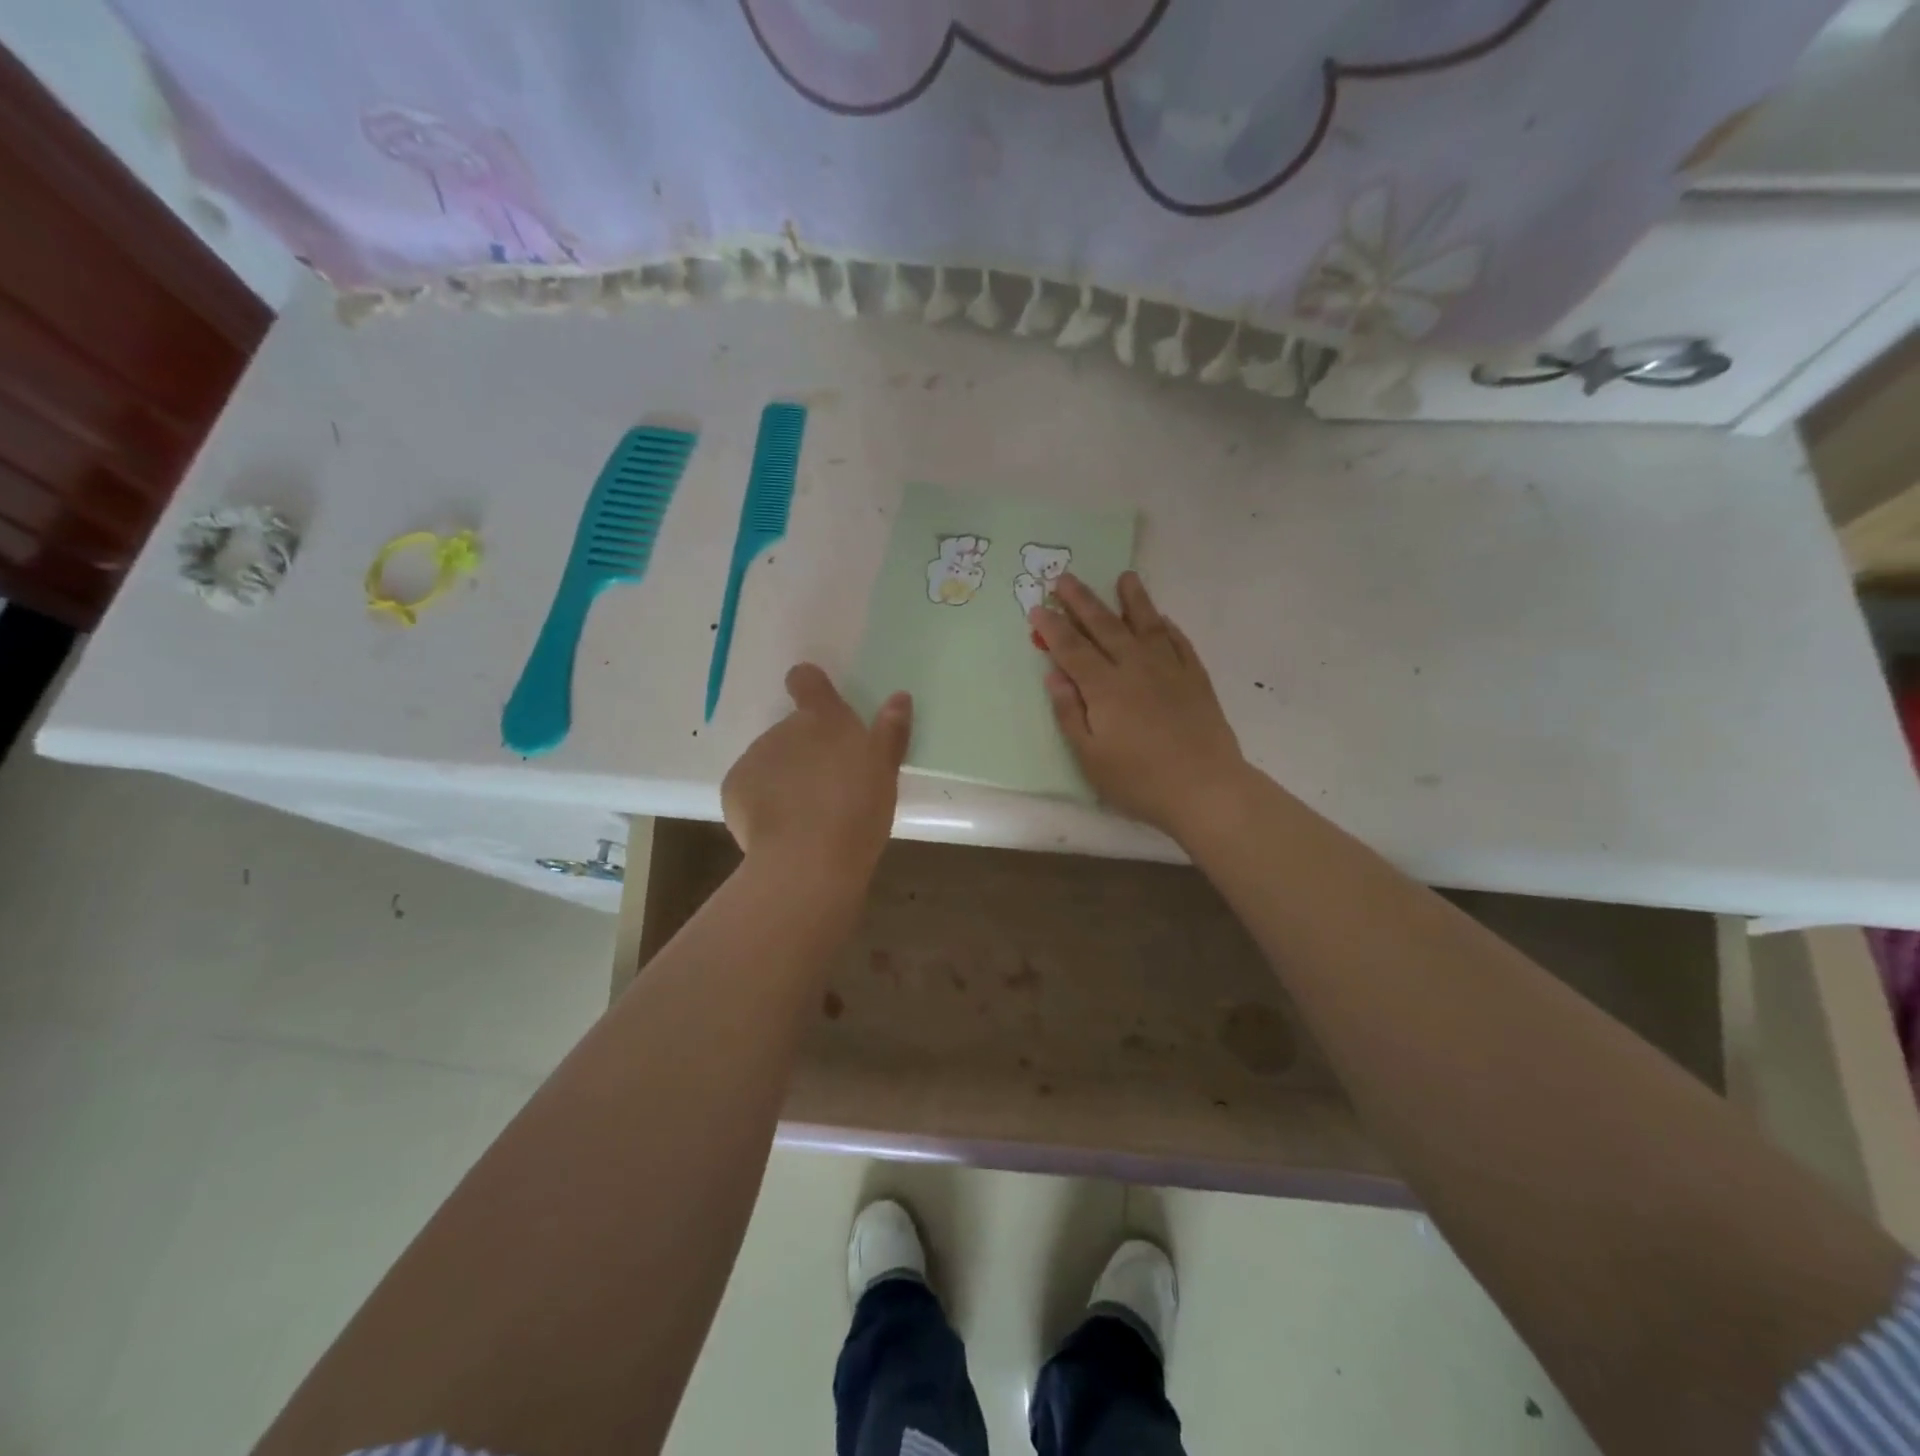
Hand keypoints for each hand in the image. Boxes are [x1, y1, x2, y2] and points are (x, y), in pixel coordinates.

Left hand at [721, 664, 910, 884]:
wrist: (806, 860)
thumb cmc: (856, 810)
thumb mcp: (884, 771)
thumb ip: (890, 731)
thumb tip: (899, 697)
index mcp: (823, 720)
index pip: (807, 681)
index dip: (809, 685)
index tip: (815, 700)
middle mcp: (784, 729)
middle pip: (793, 731)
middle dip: (806, 752)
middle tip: (829, 788)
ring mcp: (754, 758)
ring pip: (771, 762)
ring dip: (785, 779)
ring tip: (807, 816)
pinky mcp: (732, 790)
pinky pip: (750, 790)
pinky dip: (762, 804)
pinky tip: (782, 830)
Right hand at [1032, 573, 1248, 840]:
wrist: (1205, 789)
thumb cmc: (1139, 780)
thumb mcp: (1090, 756)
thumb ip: (1070, 713)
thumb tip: (1054, 675)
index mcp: (1105, 688)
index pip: (1072, 649)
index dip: (1053, 628)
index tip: (1038, 608)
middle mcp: (1135, 668)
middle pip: (1105, 626)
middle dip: (1082, 601)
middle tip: (1065, 577)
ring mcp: (1169, 670)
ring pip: (1147, 625)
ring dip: (1132, 600)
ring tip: (1124, 577)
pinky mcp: (1196, 679)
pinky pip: (1179, 643)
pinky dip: (1168, 627)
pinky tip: (1162, 619)